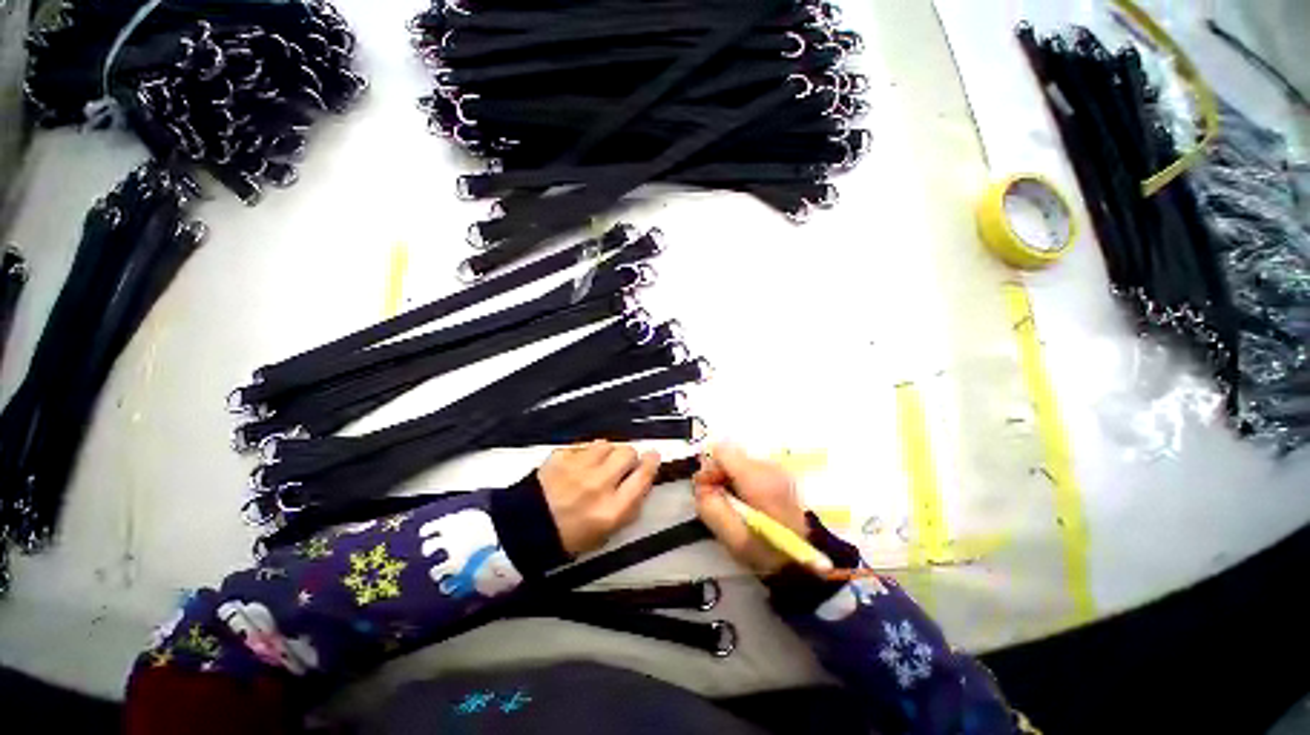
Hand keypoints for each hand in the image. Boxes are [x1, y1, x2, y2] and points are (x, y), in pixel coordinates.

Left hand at [538, 441, 660, 556]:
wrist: (524, 528)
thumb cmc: (570, 536)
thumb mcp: (606, 533)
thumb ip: (629, 507)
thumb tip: (643, 481)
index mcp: (612, 509)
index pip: (643, 477)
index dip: (651, 463)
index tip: (653, 457)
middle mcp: (598, 484)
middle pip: (628, 453)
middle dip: (629, 456)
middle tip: (621, 464)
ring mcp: (578, 467)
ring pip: (607, 444)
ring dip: (608, 452)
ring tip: (598, 463)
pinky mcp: (561, 456)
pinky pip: (585, 445)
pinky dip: (587, 452)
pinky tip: (579, 464)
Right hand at [693, 443, 809, 575]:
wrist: (800, 561)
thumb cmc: (764, 552)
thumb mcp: (731, 537)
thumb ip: (710, 506)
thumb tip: (700, 483)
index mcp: (759, 481)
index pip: (723, 452)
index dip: (710, 469)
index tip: (708, 490)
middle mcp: (771, 468)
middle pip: (731, 454)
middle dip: (719, 474)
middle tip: (718, 500)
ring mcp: (778, 469)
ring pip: (740, 460)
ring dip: (730, 477)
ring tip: (733, 503)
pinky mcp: (781, 475)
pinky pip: (751, 467)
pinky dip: (742, 479)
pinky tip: (747, 501)